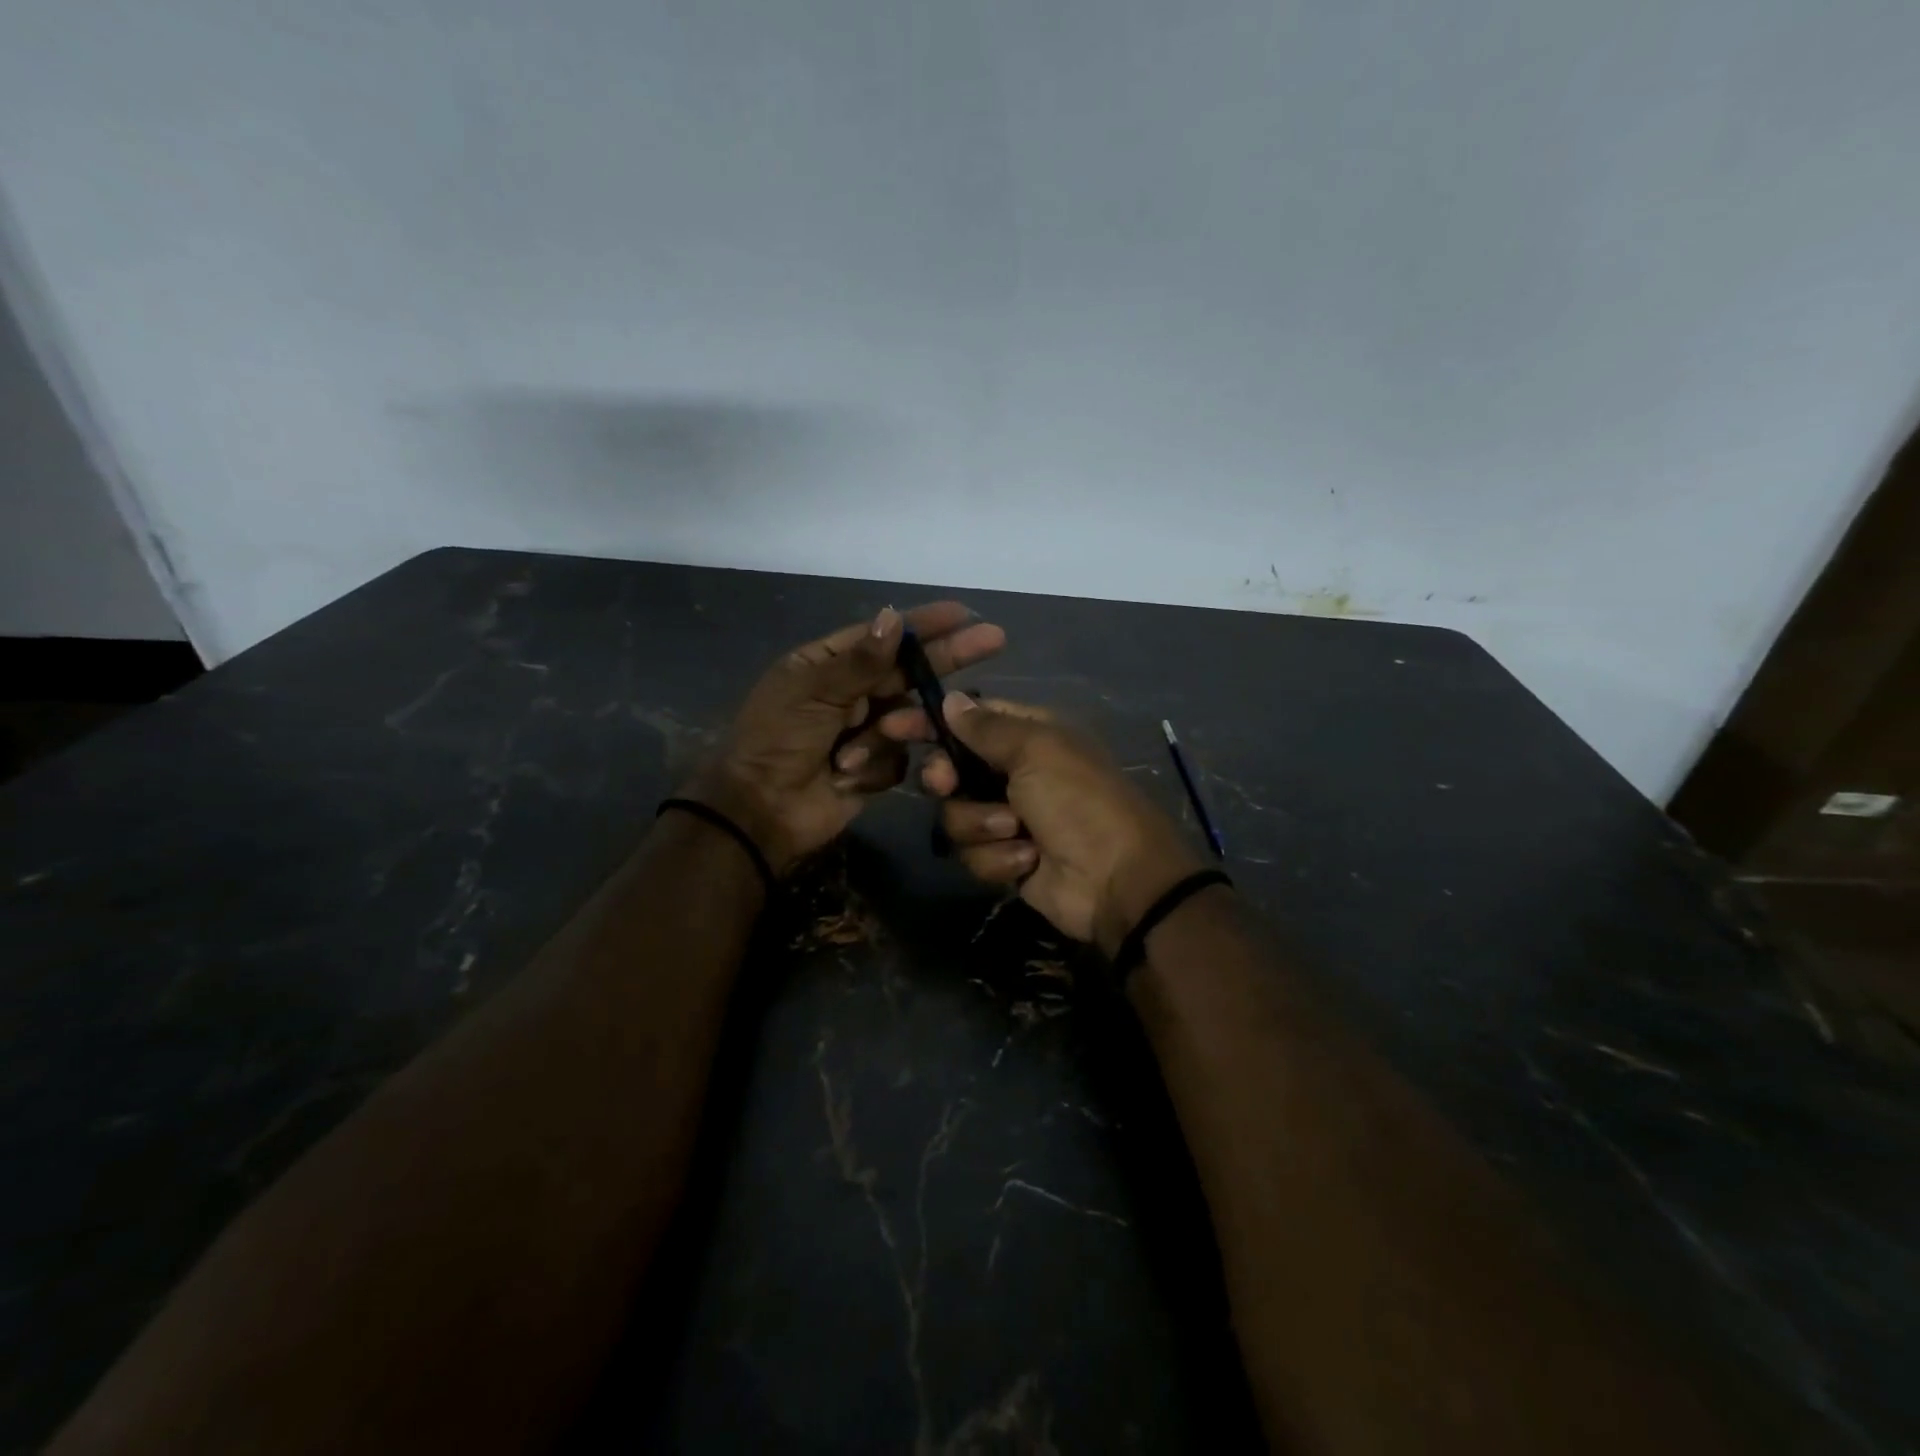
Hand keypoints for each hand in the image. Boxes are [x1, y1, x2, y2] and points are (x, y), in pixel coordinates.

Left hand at [684, 604, 1004, 875]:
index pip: (884, 636)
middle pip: (909, 671)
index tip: (963, 613)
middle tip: (993, 640)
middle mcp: (851, 693)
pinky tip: (846, 776)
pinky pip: (900, 758)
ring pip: (908, 718)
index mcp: (828, 664)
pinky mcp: (876, 768)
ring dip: (887, 733)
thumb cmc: (777, 741)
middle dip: (945, 659)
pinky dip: (875, 766)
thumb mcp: (812, 693)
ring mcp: (866, 731)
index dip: (924, 624)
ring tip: (853, 753)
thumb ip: (860, 661)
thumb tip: (893, 617)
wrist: (762, 810)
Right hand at [901, 695, 1204, 951]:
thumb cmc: (1079, 800)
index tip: (893, 726)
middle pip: (952, 770)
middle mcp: (1014, 773)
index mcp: (1028, 736)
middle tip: (947, 785)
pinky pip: (974, 853)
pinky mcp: (1005, 859)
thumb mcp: (1036, 750)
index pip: (968, 720)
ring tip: (1018, 831)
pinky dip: (999, 858)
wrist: (1116, 879)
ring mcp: (1008, 818)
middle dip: (948, 781)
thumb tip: (952, 699)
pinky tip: (1028, 860)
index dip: (931, 722)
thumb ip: (987, 727)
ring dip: (982, 825)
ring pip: (956, 816)